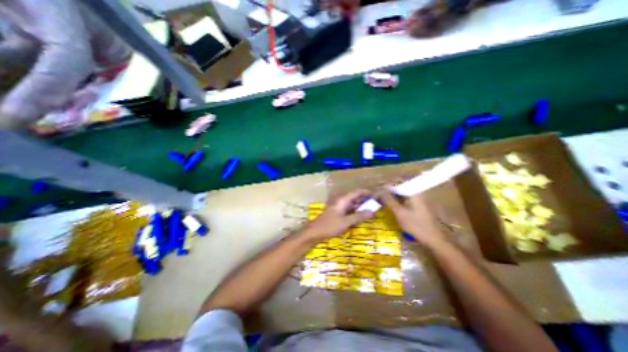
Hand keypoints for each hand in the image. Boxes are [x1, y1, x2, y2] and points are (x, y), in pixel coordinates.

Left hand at [302, 190, 371, 240]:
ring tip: (372, 211)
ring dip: (361, 207)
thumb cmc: (329, 225)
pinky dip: (356, 213)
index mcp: (342, 200)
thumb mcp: (346, 222)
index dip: (366, 192)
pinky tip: (362, 218)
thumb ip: (359, 216)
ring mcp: (339, 208)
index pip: (356, 192)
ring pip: (352, 205)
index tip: (376, 195)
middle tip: (377, 205)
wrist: (314, 232)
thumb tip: (372, 211)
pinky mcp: (338, 214)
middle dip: (365, 201)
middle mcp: (341, 202)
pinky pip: (349, 211)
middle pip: (355, 198)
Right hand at [372, 189, 446, 247]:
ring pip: (402, 193)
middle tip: (378, 195)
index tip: (377, 190)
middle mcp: (417, 193)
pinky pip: (405, 199)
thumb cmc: (416, 226)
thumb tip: (380, 190)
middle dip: (388, 190)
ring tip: (382, 199)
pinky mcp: (418, 206)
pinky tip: (390, 205)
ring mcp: (419, 200)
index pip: (398, 182)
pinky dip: (397, 200)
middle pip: (400, 186)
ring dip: (392, 195)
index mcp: (414, 192)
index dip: (386, 185)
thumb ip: (389, 200)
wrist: (434, 240)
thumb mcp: (400, 213)